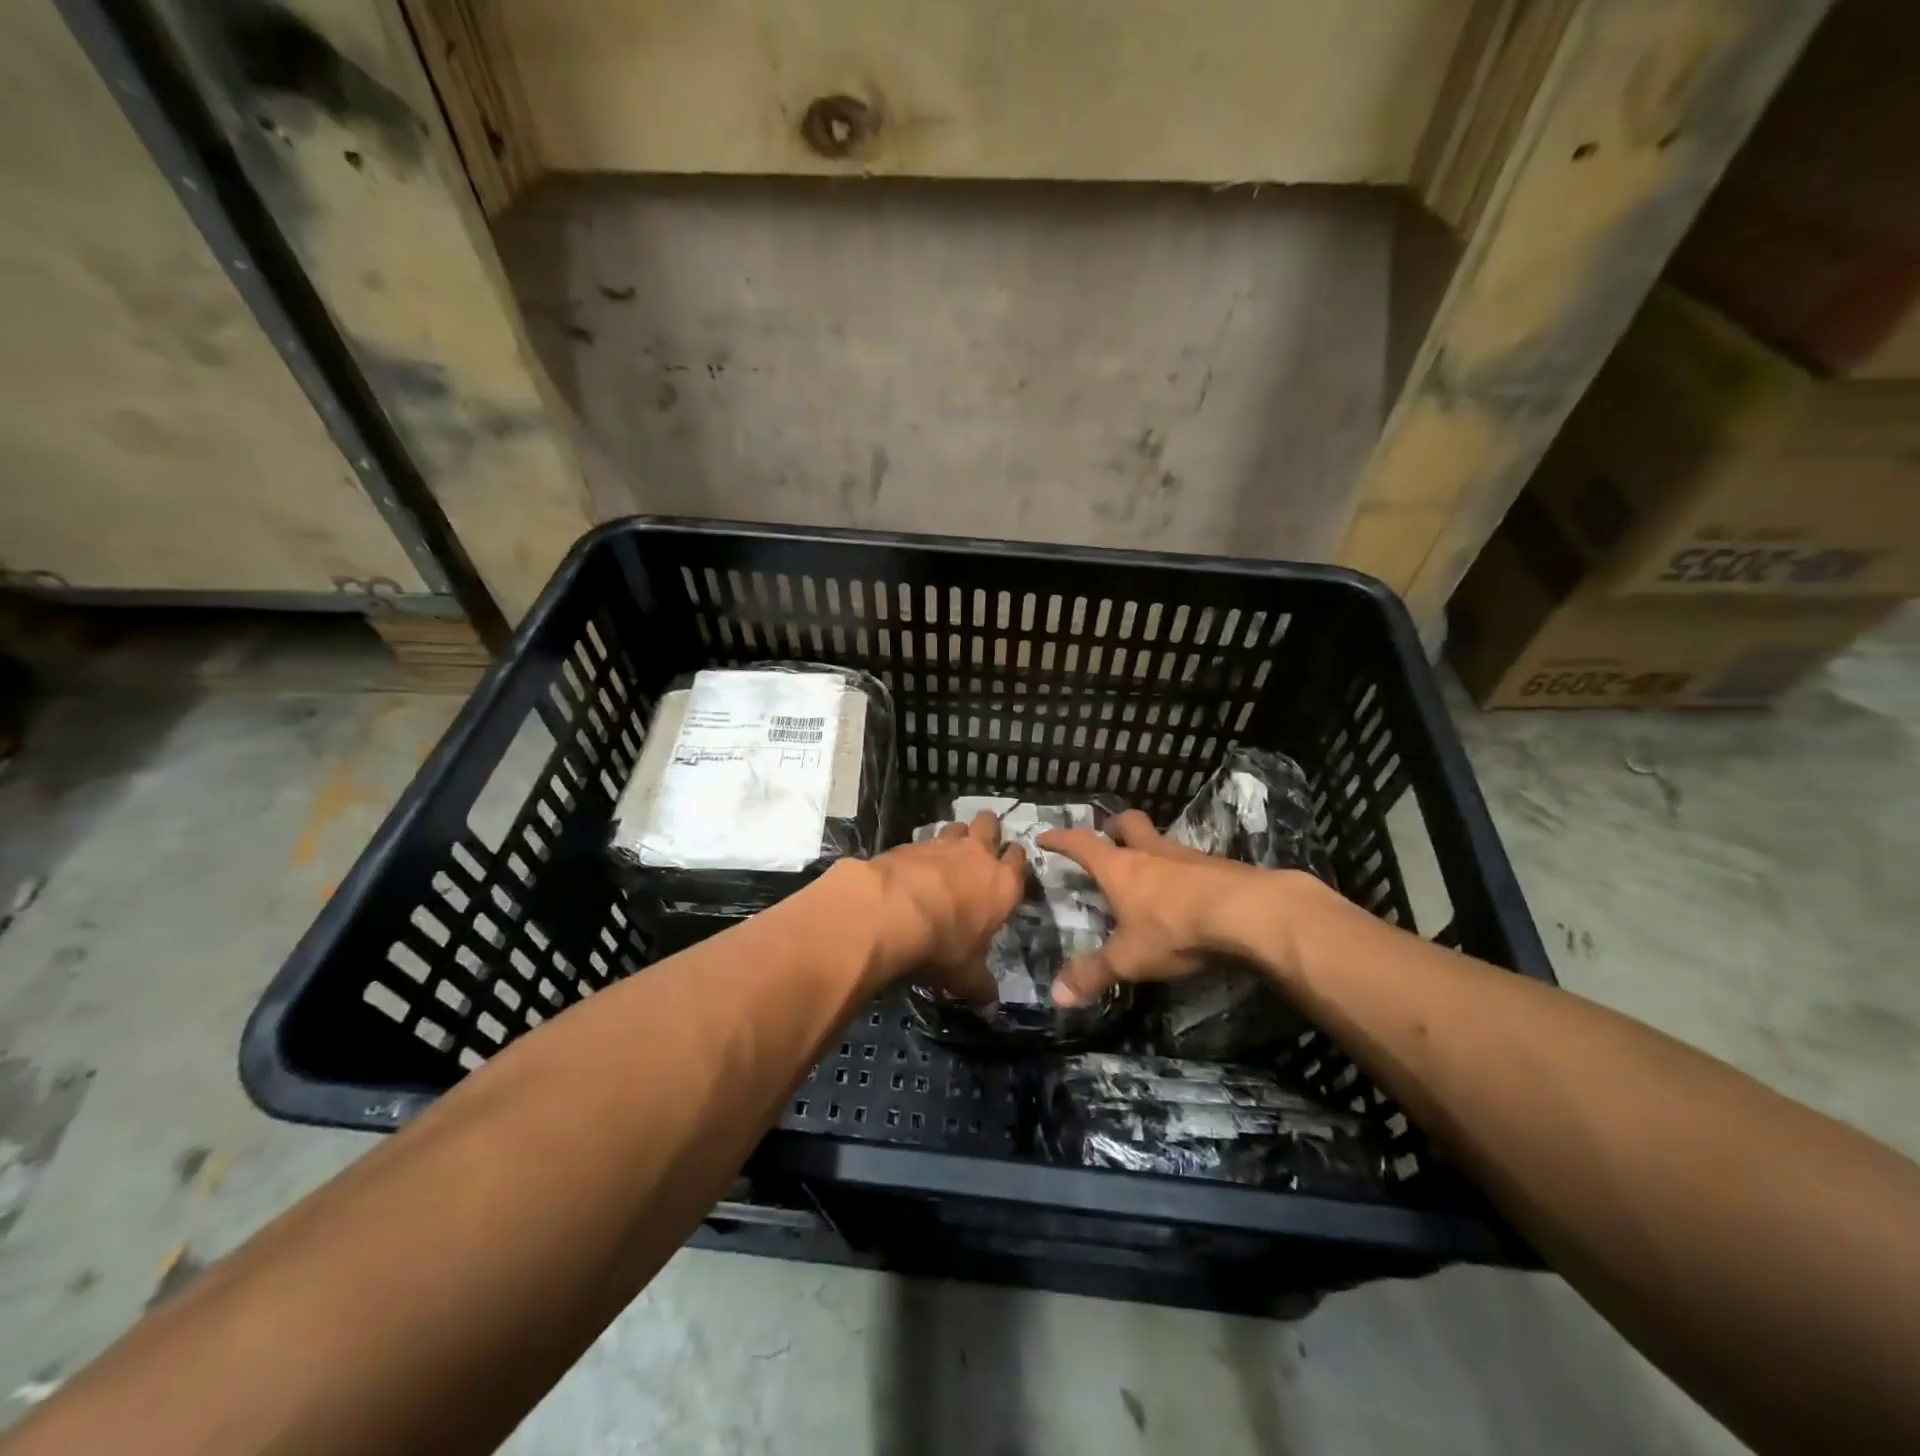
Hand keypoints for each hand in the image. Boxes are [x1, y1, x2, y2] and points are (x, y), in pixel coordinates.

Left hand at [847, 811, 1026, 1001]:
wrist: (892, 911)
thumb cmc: (942, 945)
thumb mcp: (965, 975)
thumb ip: (980, 985)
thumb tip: (990, 1004)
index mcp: (1002, 885)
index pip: (1019, 860)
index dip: (1015, 861)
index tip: (1010, 867)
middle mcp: (977, 855)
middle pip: (990, 825)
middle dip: (988, 830)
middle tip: (981, 845)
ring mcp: (943, 844)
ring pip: (957, 825)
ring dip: (956, 835)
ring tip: (947, 853)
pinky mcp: (910, 843)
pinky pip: (923, 840)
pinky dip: (921, 850)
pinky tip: (912, 866)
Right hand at [1038, 810, 1321, 1006]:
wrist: (1249, 914)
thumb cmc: (1175, 929)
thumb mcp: (1129, 959)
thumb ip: (1093, 974)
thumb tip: (1055, 995)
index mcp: (1120, 868)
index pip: (1081, 843)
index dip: (1061, 839)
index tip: (1045, 836)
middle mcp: (1152, 853)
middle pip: (1129, 824)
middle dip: (1114, 826)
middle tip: (1108, 836)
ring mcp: (1189, 856)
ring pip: (1163, 842)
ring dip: (1153, 850)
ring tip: (1150, 872)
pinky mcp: (1221, 868)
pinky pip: (1194, 863)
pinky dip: (1184, 872)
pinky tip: (1189, 894)